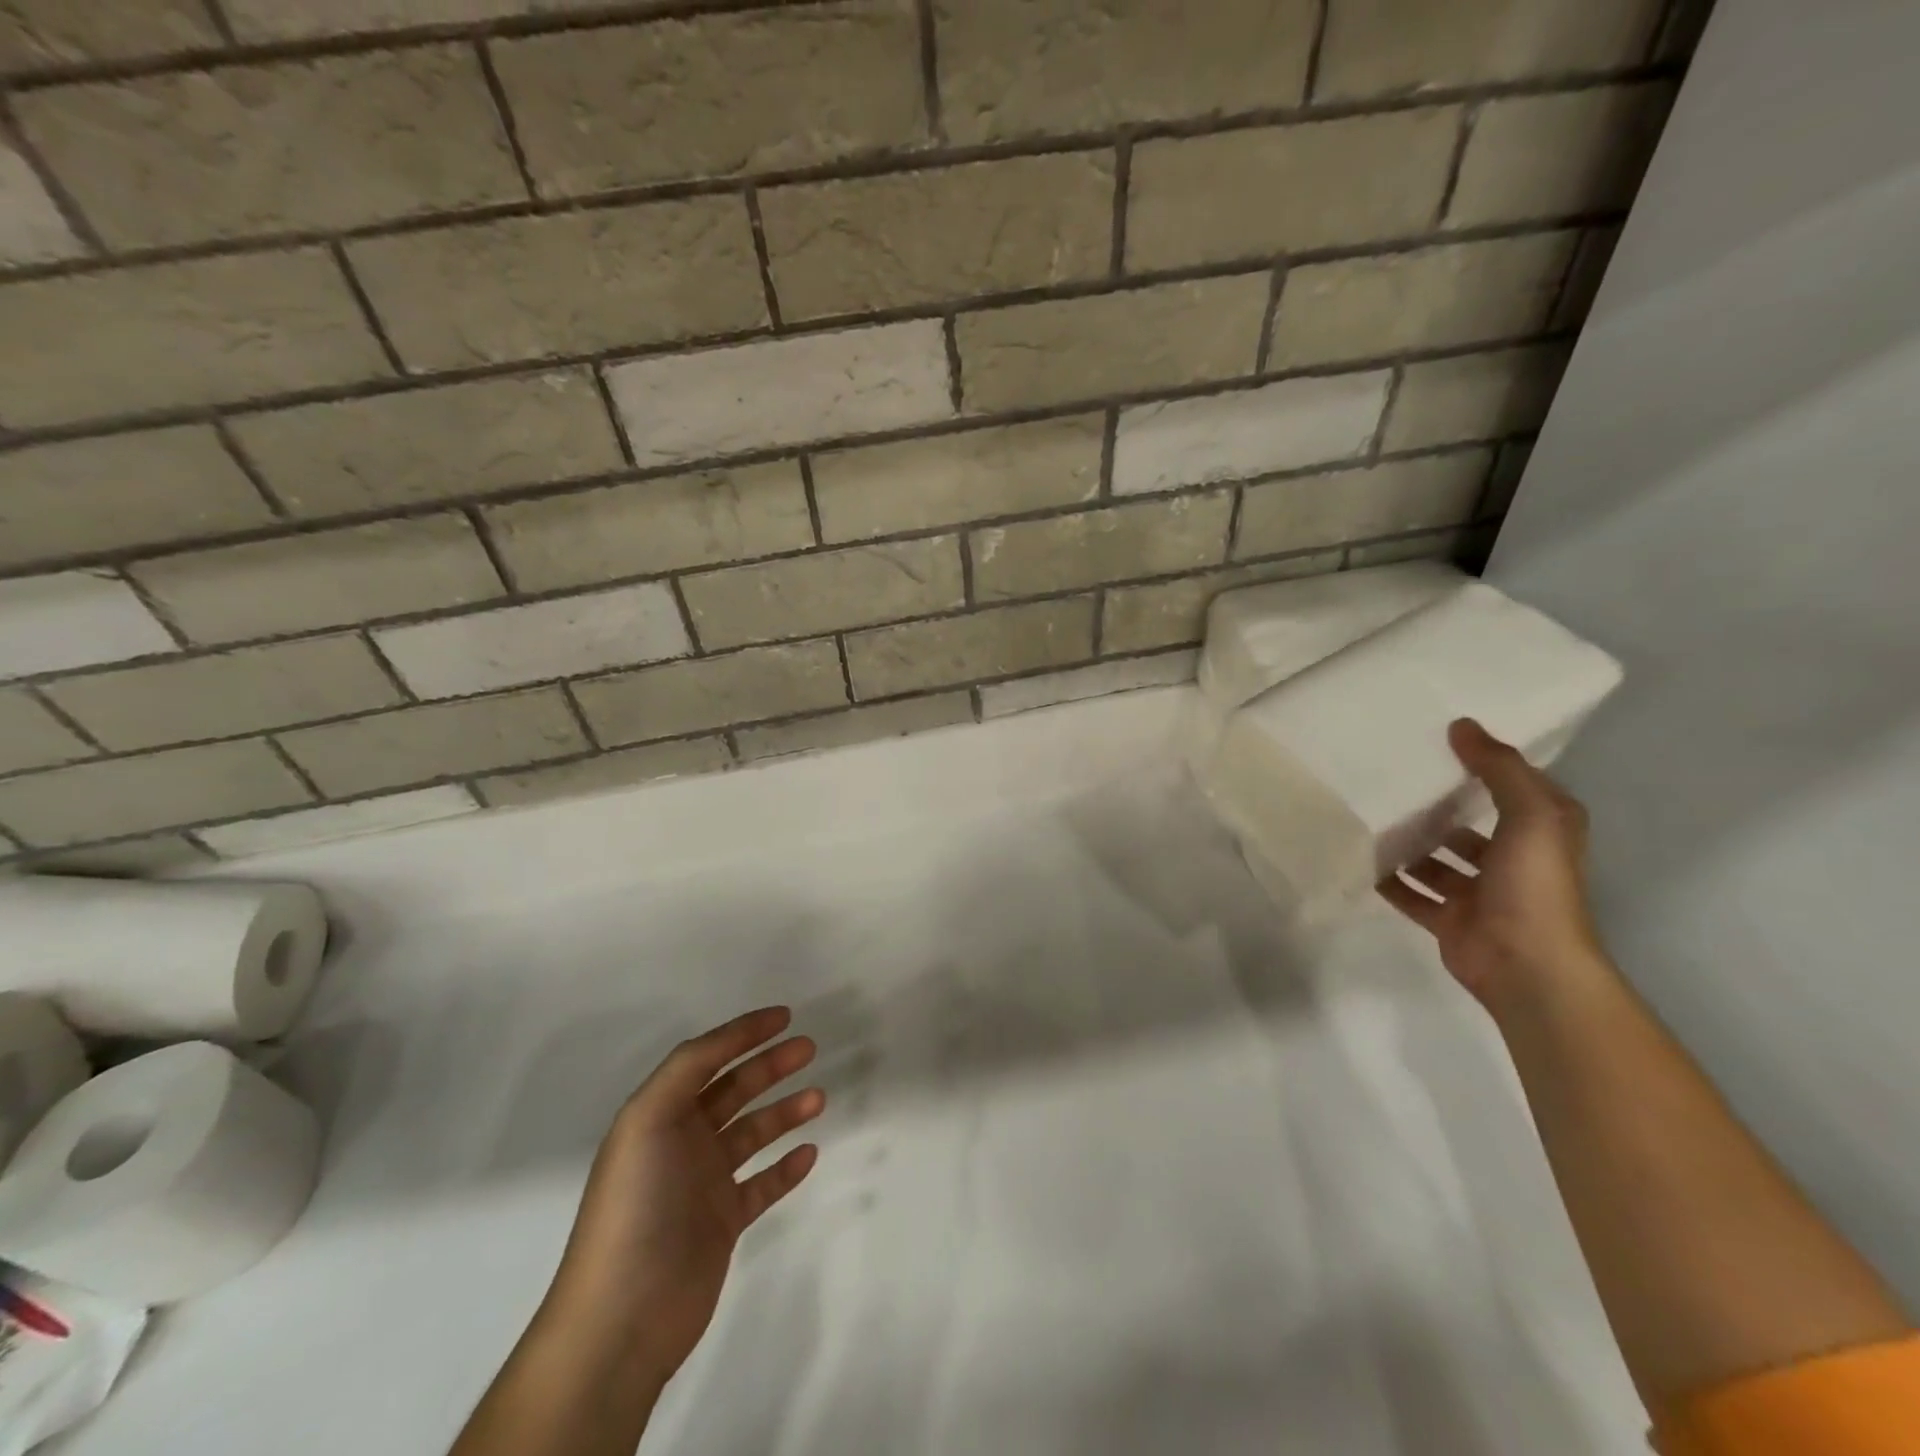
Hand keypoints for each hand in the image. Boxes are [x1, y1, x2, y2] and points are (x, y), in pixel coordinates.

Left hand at [541, 1007, 823, 1385]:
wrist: (622, 1317)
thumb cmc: (636, 1204)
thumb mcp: (650, 1118)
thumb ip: (688, 1067)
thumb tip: (728, 1037)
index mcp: (659, 1114)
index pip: (706, 1058)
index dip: (743, 1033)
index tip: (784, 1016)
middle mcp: (680, 1142)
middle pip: (734, 1090)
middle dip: (770, 1066)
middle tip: (809, 1049)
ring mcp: (702, 1184)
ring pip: (753, 1134)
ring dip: (785, 1112)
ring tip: (819, 1098)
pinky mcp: (722, 1223)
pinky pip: (762, 1184)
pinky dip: (786, 1167)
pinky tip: (809, 1153)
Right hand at [1379, 719, 1606, 1007]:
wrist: (1527, 966)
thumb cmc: (1534, 885)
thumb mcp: (1531, 814)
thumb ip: (1500, 769)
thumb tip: (1461, 726)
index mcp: (1540, 833)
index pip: (1512, 789)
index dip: (1483, 765)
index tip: (1439, 741)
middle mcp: (1512, 861)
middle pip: (1468, 826)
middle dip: (1436, 807)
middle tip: (1390, 779)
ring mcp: (1478, 893)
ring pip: (1436, 860)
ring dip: (1409, 844)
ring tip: (1369, 815)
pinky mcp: (1448, 920)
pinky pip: (1411, 894)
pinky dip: (1389, 880)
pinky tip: (1361, 859)